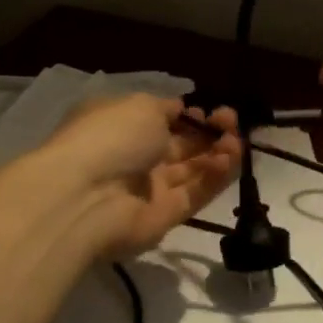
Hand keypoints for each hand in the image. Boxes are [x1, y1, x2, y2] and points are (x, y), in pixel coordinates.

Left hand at [42, 95, 241, 257]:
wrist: (85, 197)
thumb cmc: (109, 138)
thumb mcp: (139, 105)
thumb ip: (165, 108)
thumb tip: (180, 110)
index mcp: (123, 127)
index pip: (163, 121)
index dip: (189, 116)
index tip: (207, 111)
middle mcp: (137, 158)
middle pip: (182, 146)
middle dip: (210, 132)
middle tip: (231, 123)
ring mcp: (151, 189)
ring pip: (193, 170)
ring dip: (219, 153)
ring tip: (236, 142)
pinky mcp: (166, 216)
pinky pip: (196, 194)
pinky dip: (215, 177)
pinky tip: (230, 160)